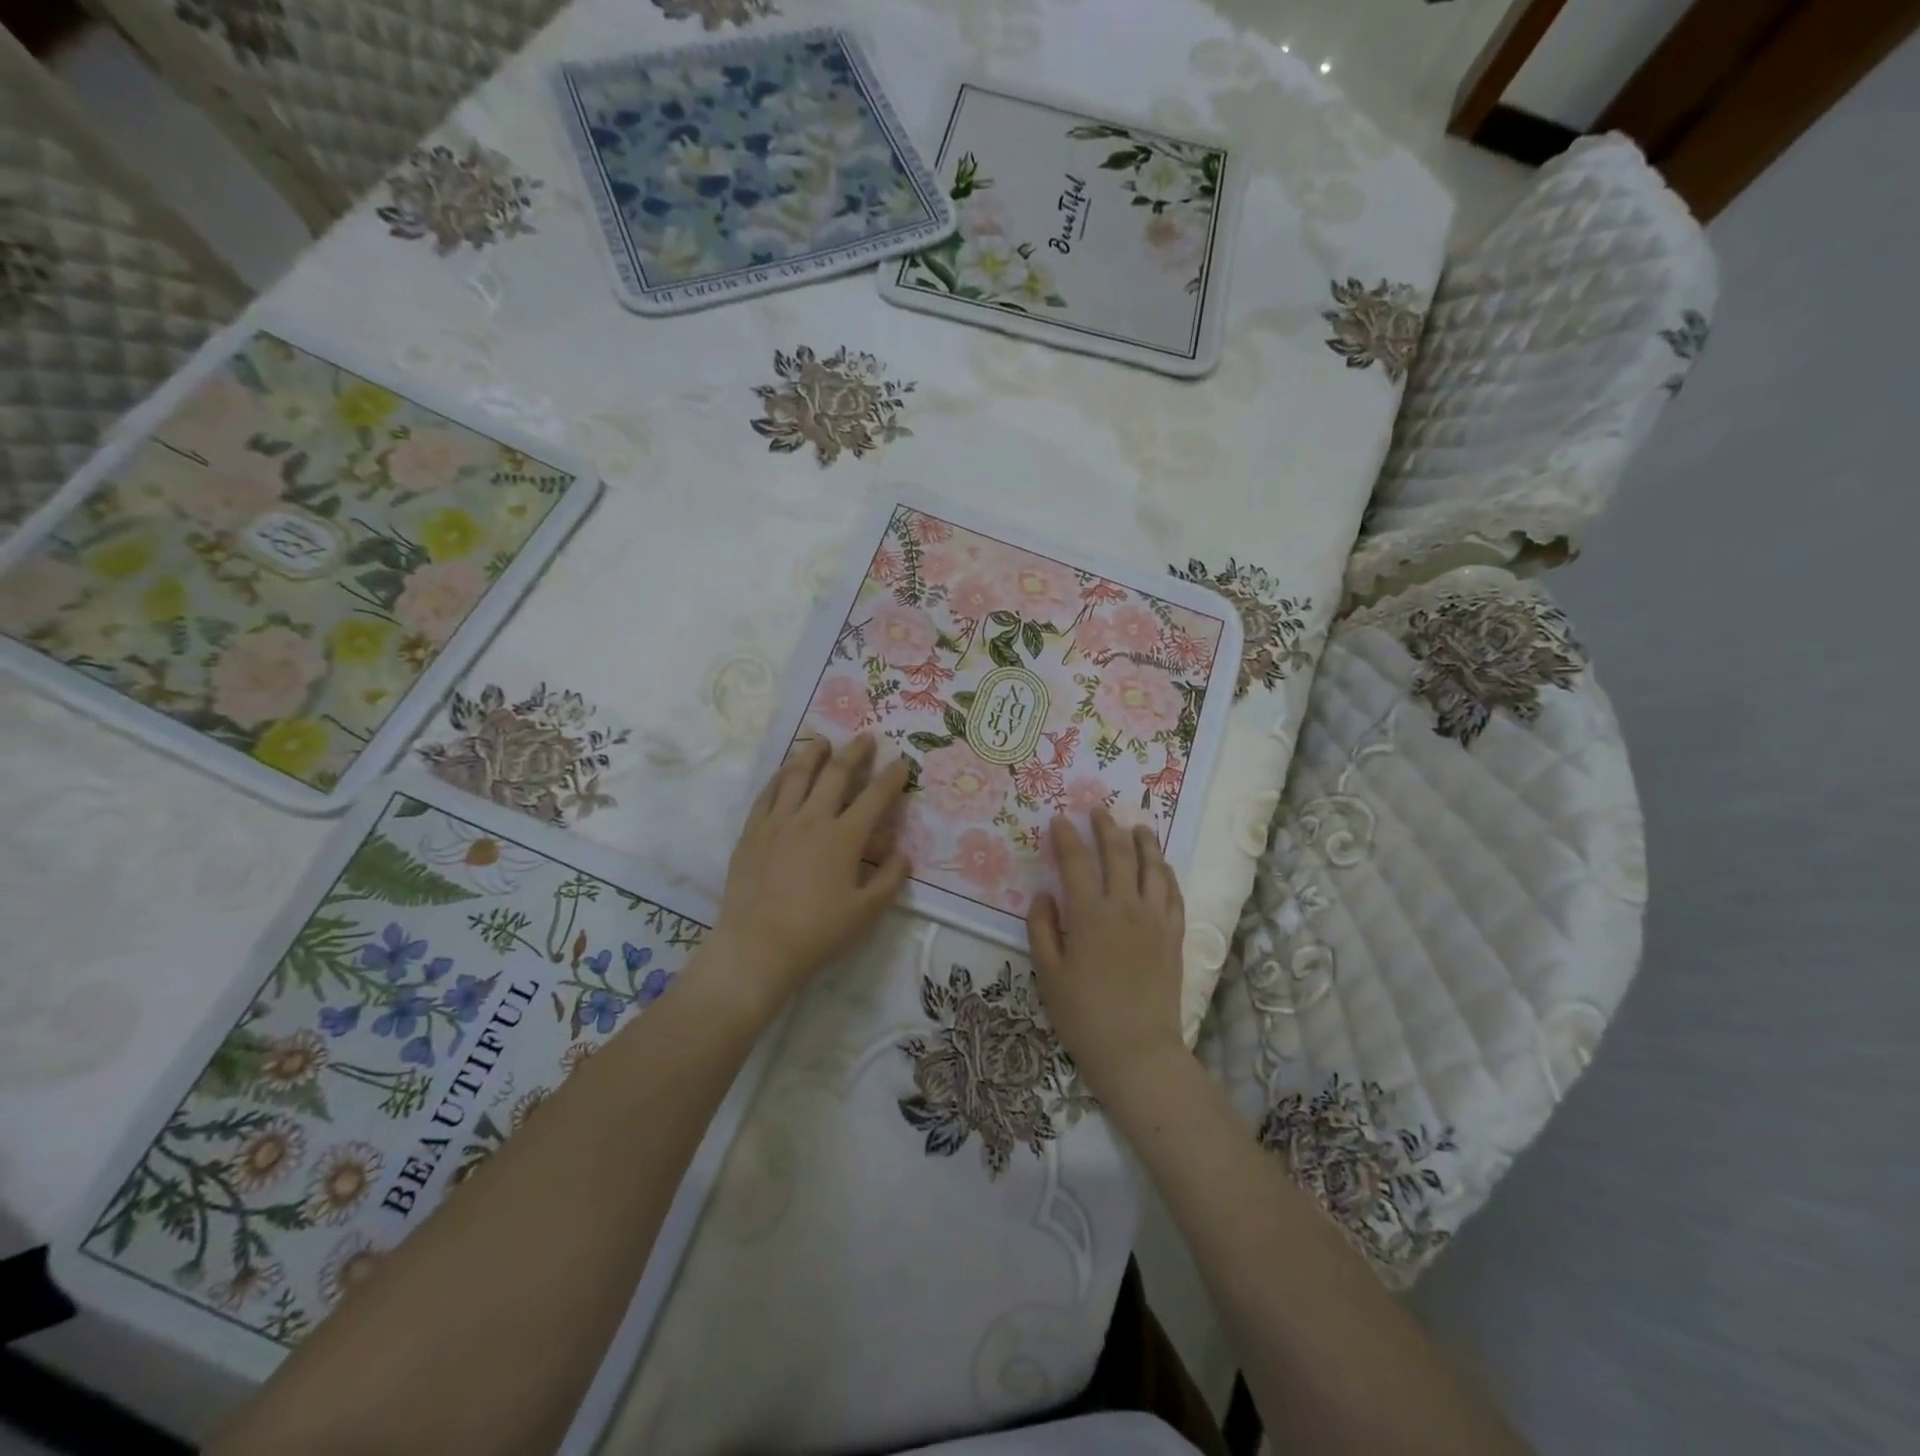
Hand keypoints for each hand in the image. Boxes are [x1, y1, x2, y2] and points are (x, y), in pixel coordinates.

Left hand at [711, 734, 910, 1015]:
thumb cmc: (817, 933)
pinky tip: (786, 770)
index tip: (901, 763)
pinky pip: (768, 793)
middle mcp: (812, 819)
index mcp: (844, 838)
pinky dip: (780, 776)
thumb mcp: (866, 912)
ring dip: (814, 754)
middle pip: (836, 775)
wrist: (757, 947)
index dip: (891, 778)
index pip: (874, 798)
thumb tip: (902, 853)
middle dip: (855, 753)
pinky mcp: (752, 832)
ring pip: (798, 775)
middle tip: (865, 738)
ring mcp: (778, 822)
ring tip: (822, 741)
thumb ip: (890, 879)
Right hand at [1027, 810, 1186, 1100]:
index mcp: (1089, 914)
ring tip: (1137, 827)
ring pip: (1153, 866)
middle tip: (1098, 811)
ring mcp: (1154, 918)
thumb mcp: (1048, 974)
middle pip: (1118, 853)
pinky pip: (1173, 893)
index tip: (1059, 821)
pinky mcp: (1173, 935)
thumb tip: (1044, 895)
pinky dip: (1166, 873)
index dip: (1066, 837)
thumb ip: (1042, 929)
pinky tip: (1162, 866)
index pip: (1076, 862)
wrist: (1137, 1050)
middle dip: (1106, 827)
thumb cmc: (1084, 1015)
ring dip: (1144, 842)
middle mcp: (1125, 906)